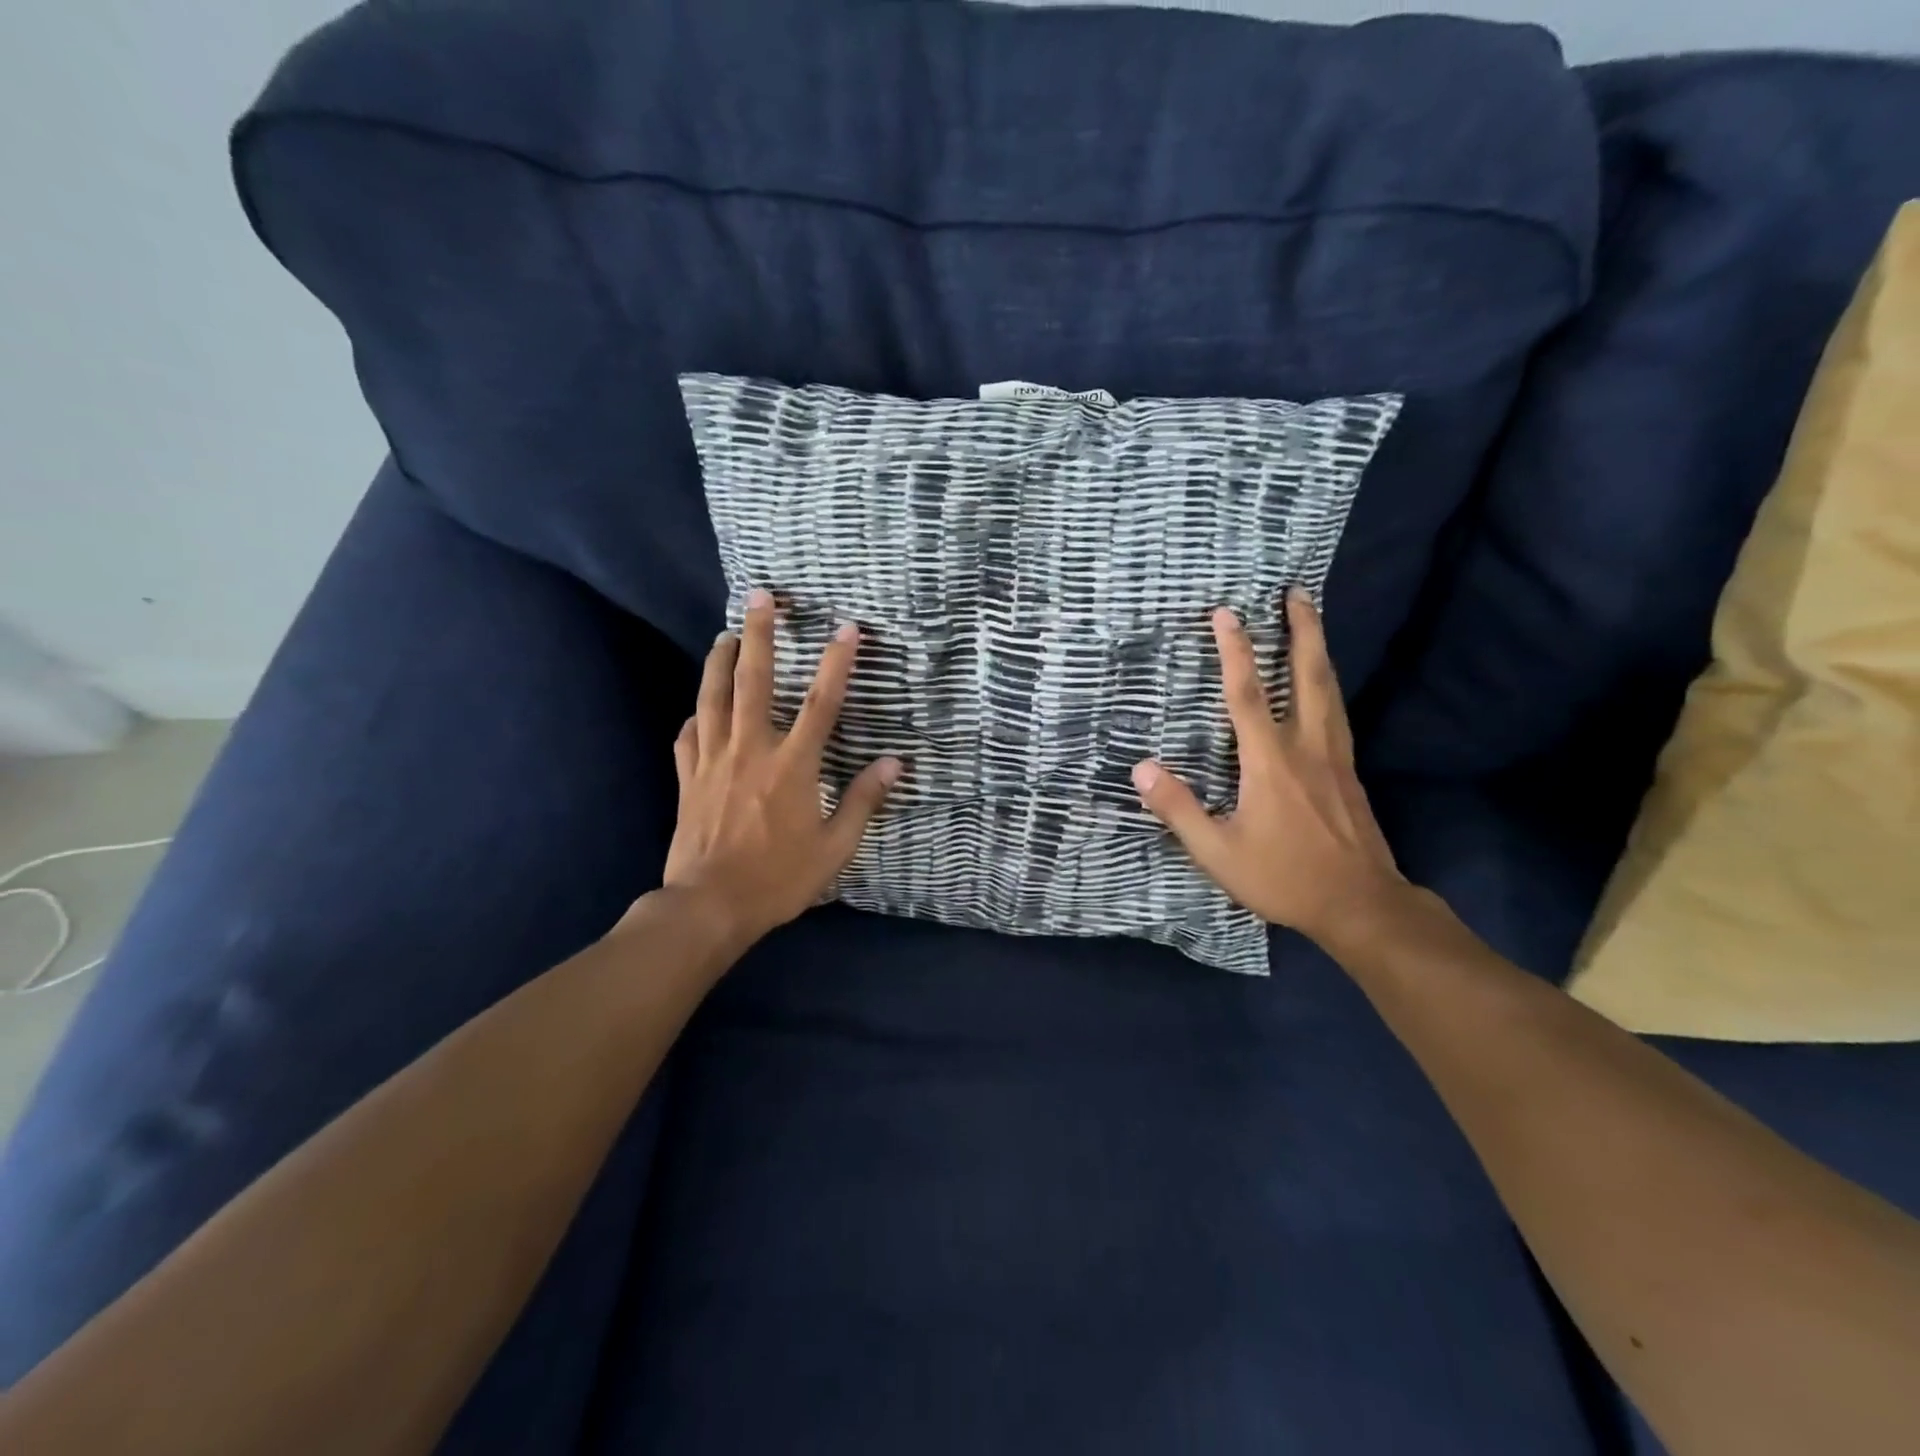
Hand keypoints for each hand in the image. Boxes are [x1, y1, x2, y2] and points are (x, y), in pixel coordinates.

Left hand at [661, 589, 902, 950]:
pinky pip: (688, 735)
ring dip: (719, 660)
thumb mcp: (835, 847)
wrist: (709, 905)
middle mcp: (751, 750)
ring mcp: (713, 761)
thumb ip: (863, 800)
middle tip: (761, 598)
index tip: (847, 628)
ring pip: (713, 697)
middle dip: (758, 634)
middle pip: (753, 681)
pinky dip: (695, 715)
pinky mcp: (688, 778)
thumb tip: (894, 763)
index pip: (820, 703)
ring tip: (726, 634)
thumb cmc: (779, 878)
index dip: (836, 663)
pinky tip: (699, 709)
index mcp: (792, 766)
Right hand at [1131, 590, 1405, 947]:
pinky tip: (1325, 684)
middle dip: (1302, 629)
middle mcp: (1307, 746)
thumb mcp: (1217, 851)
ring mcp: (1335, 756)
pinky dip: (1328, 683)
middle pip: (1307, 675)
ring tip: (1311, 620)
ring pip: (1329, 689)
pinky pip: (1337, 711)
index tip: (1226, 612)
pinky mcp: (1349, 772)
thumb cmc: (1283, 876)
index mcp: (1269, 761)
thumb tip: (1141, 768)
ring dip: (1318, 649)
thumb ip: (1178, 808)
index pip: (1247, 695)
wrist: (1361, 904)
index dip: (1234, 651)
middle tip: (1296, 591)